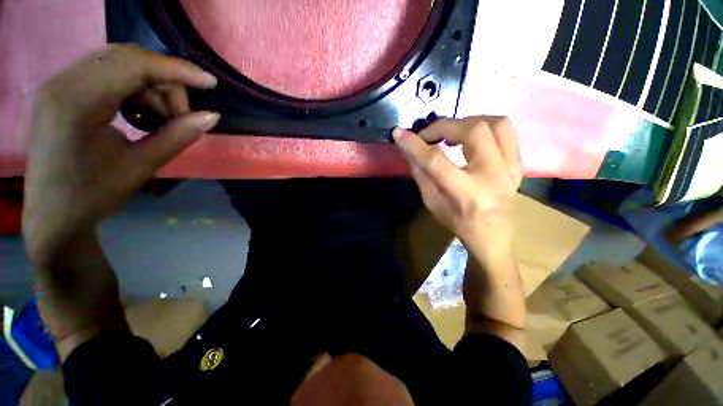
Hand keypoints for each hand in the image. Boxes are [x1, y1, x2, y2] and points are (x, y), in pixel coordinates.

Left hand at [23, 44, 219, 266]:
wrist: (54, 215)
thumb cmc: (94, 195)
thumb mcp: (142, 166)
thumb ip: (178, 136)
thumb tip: (212, 117)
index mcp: (76, 103)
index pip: (134, 65)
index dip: (176, 70)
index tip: (210, 82)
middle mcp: (62, 83)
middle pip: (127, 59)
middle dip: (163, 83)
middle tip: (179, 116)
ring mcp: (58, 84)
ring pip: (117, 64)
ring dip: (148, 88)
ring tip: (157, 121)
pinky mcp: (61, 91)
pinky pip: (105, 74)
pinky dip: (131, 90)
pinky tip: (137, 115)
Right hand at [393, 117, 521, 251]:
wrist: (491, 233)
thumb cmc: (457, 221)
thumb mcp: (431, 202)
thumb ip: (421, 174)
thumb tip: (409, 150)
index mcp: (466, 192)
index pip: (437, 161)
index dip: (415, 145)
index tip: (399, 133)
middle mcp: (492, 176)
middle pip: (473, 132)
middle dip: (444, 127)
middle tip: (429, 134)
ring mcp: (510, 168)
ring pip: (496, 124)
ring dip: (468, 122)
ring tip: (452, 132)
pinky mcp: (518, 164)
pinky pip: (507, 132)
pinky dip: (485, 126)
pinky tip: (471, 136)